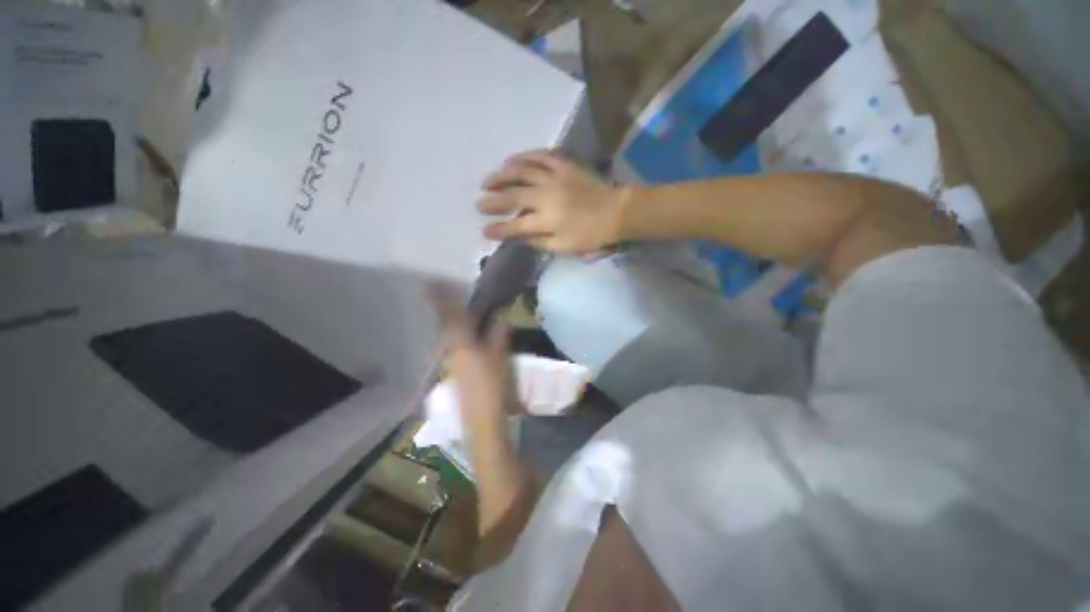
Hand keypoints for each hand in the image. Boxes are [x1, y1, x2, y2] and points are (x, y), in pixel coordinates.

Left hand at [428, 283, 511, 431]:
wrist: (482, 421)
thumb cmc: (492, 386)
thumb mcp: (500, 357)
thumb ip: (499, 335)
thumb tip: (500, 319)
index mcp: (461, 343)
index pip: (450, 316)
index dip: (441, 299)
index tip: (430, 283)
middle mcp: (450, 350)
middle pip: (445, 325)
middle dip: (445, 309)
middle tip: (448, 294)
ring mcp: (449, 362)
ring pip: (448, 336)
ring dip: (451, 322)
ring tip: (460, 312)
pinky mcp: (452, 372)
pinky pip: (452, 346)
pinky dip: (456, 336)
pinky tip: (466, 336)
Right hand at [479, 150, 625, 253]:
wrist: (616, 212)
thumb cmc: (591, 235)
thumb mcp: (564, 248)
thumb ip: (539, 242)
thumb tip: (520, 236)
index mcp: (546, 220)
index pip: (515, 225)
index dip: (498, 229)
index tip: (484, 231)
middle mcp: (545, 196)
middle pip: (512, 196)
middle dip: (492, 201)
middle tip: (478, 203)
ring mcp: (554, 177)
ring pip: (521, 171)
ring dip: (501, 175)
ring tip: (488, 180)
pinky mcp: (563, 165)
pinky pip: (540, 156)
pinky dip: (524, 156)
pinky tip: (512, 159)